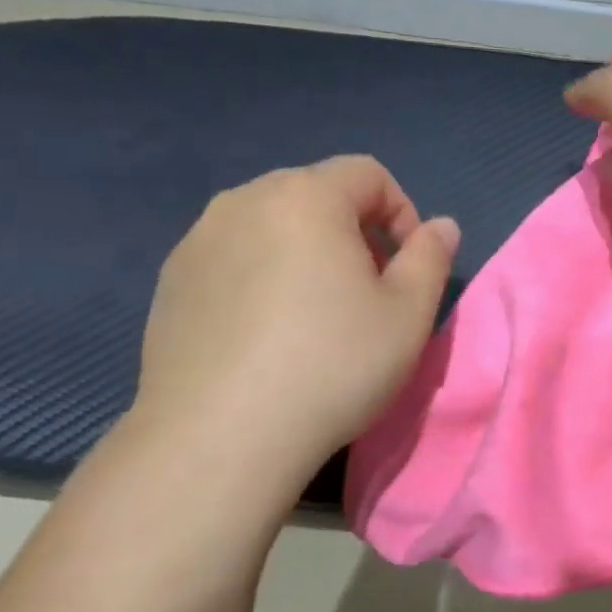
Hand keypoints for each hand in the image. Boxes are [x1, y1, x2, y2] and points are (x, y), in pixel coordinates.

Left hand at [132, 157, 459, 499]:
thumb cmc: (332, 365)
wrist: (220, 437)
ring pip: (271, 224)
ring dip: (305, 251)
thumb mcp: (408, 314)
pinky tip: (266, 334)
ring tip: (315, 313)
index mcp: (306, 197)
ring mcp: (198, 240)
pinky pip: (233, 257)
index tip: (407, 266)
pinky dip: (261, 275)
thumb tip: (440, 226)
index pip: (368, 173)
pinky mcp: (170, 281)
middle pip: (316, 193)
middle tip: (366, 290)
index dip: (402, 212)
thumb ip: (431, 257)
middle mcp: (244, 201)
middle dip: (353, 230)